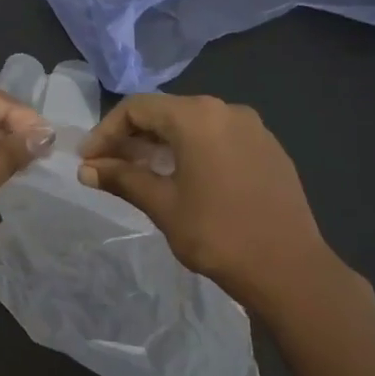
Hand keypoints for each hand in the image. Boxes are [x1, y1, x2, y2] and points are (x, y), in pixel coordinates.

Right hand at [79, 94, 346, 311]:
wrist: (288, 267)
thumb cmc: (217, 234)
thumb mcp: (162, 205)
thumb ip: (122, 179)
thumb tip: (86, 169)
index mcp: (198, 117)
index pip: (137, 108)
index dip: (105, 131)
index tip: (87, 160)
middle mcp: (227, 110)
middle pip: (166, 112)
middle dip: (131, 137)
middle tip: (107, 167)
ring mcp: (253, 128)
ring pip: (193, 125)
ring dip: (161, 144)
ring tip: (140, 174)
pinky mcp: (269, 149)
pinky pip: (219, 138)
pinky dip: (191, 150)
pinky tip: (182, 178)